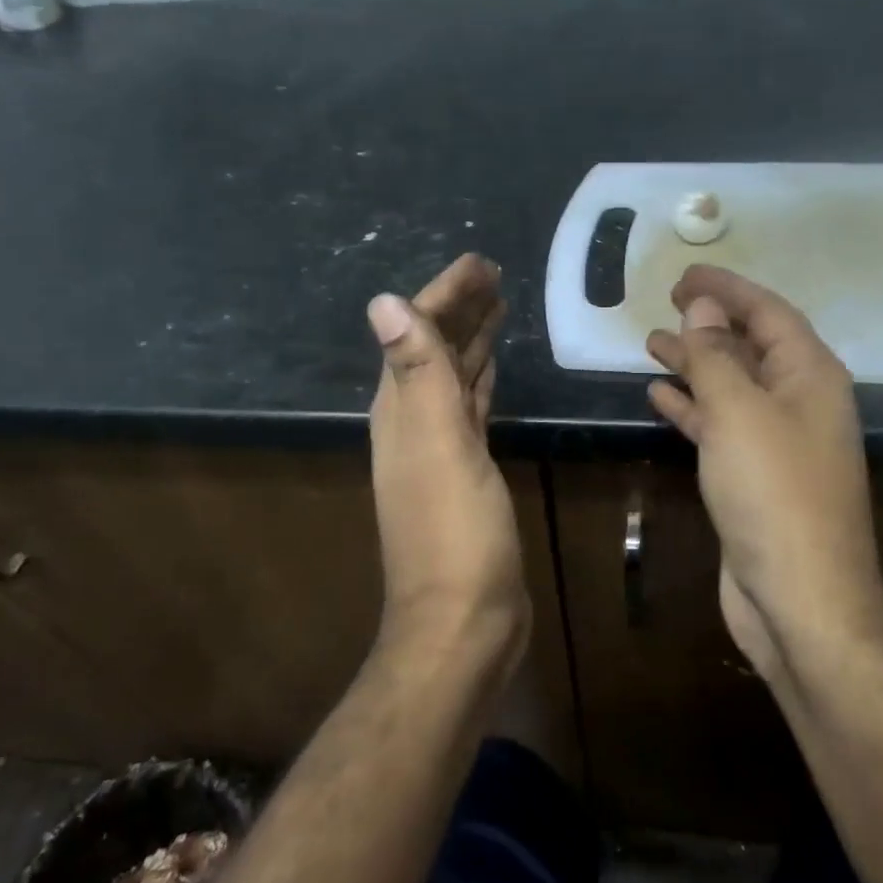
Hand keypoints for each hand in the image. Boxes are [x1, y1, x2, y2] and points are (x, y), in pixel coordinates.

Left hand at [366, 254, 529, 673]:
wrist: (463, 621)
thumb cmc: (454, 534)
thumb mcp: (438, 446)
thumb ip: (416, 373)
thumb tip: (383, 301)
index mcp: (401, 411)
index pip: (417, 333)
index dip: (444, 294)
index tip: (479, 262)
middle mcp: (413, 424)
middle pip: (434, 351)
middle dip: (460, 309)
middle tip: (495, 274)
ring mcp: (440, 450)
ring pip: (454, 378)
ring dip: (471, 341)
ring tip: (498, 307)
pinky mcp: (468, 473)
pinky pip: (472, 410)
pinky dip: (482, 382)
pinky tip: (494, 371)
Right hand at [645, 266, 882, 684]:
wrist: (798, 596)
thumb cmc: (773, 492)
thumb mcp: (739, 412)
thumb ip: (717, 356)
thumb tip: (702, 308)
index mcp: (811, 376)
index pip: (768, 313)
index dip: (727, 288)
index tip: (683, 274)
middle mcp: (800, 402)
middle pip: (752, 347)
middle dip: (710, 323)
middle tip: (666, 303)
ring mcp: (778, 442)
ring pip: (732, 387)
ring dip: (696, 363)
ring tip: (653, 343)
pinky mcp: (754, 477)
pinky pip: (721, 425)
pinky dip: (693, 407)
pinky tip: (660, 395)